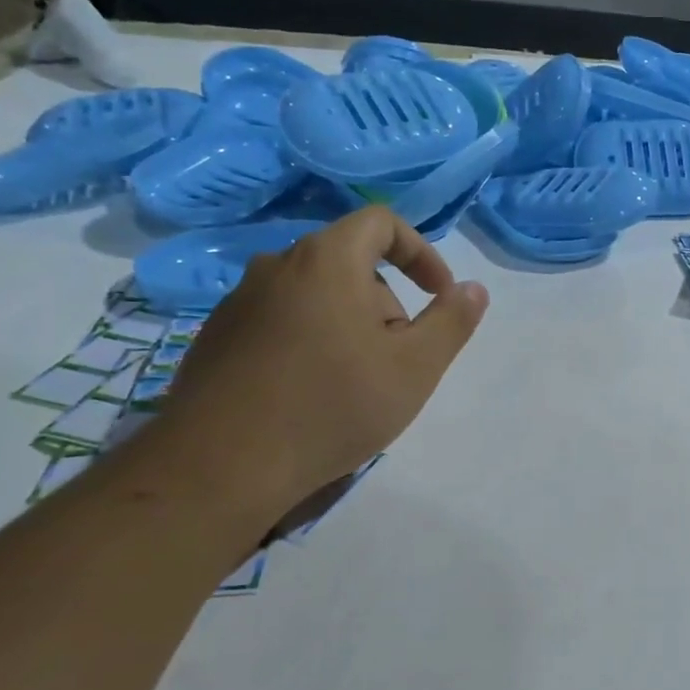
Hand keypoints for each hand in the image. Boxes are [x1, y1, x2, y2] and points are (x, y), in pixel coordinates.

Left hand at [153, 207, 488, 519]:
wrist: (222, 466)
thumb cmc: (333, 406)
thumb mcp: (416, 367)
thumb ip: (452, 321)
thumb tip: (473, 289)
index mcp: (326, 261)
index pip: (381, 222)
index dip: (421, 252)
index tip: (438, 296)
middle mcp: (276, 267)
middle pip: (349, 263)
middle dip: (386, 303)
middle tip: (398, 359)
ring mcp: (239, 303)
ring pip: (315, 296)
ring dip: (349, 325)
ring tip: (356, 383)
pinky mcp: (216, 338)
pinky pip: (281, 323)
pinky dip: (310, 342)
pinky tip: (312, 395)